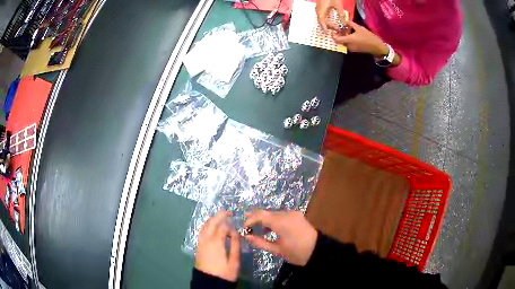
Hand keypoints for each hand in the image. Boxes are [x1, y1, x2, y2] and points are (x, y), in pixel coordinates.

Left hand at [195, 211, 239, 281]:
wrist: (209, 282)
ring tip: (219, 217)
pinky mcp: (198, 247)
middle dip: (219, 215)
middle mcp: (206, 239)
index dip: (230, 225)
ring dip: (211, 220)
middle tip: (226, 211)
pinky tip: (211, 228)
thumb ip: (236, 245)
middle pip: (211, 223)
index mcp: (216, 242)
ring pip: (204, 226)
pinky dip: (207, 226)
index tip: (236, 228)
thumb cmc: (224, 272)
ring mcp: (200, 243)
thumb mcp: (234, 261)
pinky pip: (202, 232)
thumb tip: (236, 233)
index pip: (223, 227)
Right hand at [244, 210, 317, 265]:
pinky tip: (269, 228)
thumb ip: (260, 242)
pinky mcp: (297, 215)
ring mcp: (293, 213)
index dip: (250, 219)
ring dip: (264, 219)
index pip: (260, 215)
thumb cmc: (296, 253)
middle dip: (255, 218)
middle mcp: (287, 214)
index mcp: (281, 222)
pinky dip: (273, 220)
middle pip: (266, 212)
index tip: (243, 227)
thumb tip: (247, 236)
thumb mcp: (277, 250)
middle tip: (246, 225)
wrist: (318, 251)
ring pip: (273, 213)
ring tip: (255, 227)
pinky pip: (281, 215)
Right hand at [316, 0, 346, 31]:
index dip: (325, 27)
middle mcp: (318, 11)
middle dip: (328, 26)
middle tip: (336, 28)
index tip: (327, 32)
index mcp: (321, 11)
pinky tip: (332, 20)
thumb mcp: (338, 5)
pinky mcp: (320, 7)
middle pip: (322, 21)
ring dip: (327, 23)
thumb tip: (344, 22)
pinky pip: (322, 15)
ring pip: (322, 18)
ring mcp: (319, 9)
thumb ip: (341, 14)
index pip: (322, 22)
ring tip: (335, 26)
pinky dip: (326, 19)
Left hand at [329, 21, 388, 57]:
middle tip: (342, 28)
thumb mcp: (359, 28)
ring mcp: (352, 49)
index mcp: (348, 40)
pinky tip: (353, 34)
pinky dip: (348, 39)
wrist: (377, 47)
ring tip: (349, 30)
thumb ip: (350, 24)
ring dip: (345, 37)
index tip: (334, 30)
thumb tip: (345, 21)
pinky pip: (349, 44)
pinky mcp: (356, 50)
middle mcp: (348, 46)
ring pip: (344, 42)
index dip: (333, 35)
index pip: (336, 39)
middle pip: (340, 40)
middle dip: (340, 34)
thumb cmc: (368, 37)